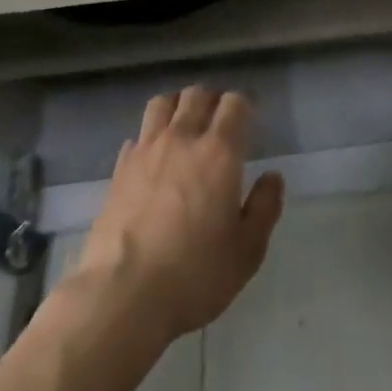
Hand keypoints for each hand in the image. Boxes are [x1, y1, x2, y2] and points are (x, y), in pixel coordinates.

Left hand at [66, 86, 284, 342]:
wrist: (122, 296)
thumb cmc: (194, 275)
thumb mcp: (246, 251)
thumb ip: (264, 208)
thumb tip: (272, 177)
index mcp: (220, 152)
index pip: (235, 103)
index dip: (245, 104)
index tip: (250, 117)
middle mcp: (183, 139)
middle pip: (197, 94)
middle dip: (212, 99)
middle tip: (219, 119)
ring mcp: (146, 151)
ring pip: (162, 103)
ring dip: (177, 106)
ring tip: (184, 125)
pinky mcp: (119, 170)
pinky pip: (138, 136)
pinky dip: (149, 138)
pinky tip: (153, 158)